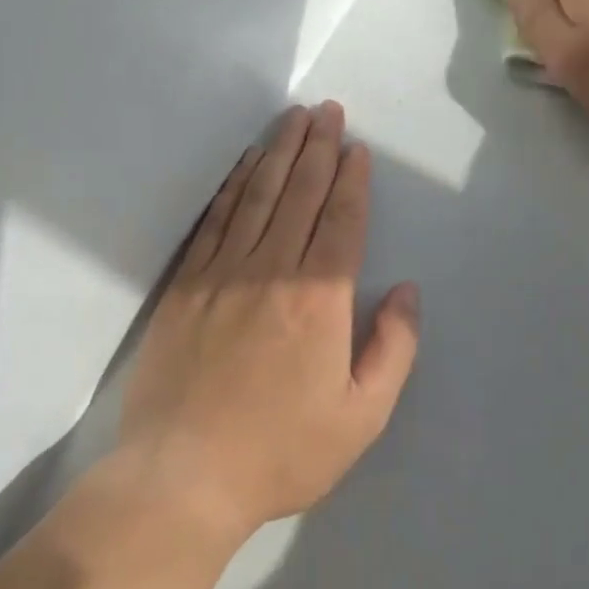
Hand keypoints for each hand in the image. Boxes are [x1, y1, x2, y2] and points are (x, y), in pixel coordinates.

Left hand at [117, 103, 420, 538]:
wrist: (182, 477)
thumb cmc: (281, 451)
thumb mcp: (362, 416)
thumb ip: (393, 349)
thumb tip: (406, 291)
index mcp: (320, 299)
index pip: (341, 221)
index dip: (351, 180)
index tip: (357, 148)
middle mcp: (272, 270)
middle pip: (301, 194)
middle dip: (318, 147)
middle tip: (327, 110)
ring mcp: (223, 273)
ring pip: (258, 196)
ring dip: (280, 153)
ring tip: (294, 119)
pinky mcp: (186, 284)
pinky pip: (216, 220)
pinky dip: (235, 186)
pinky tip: (247, 165)